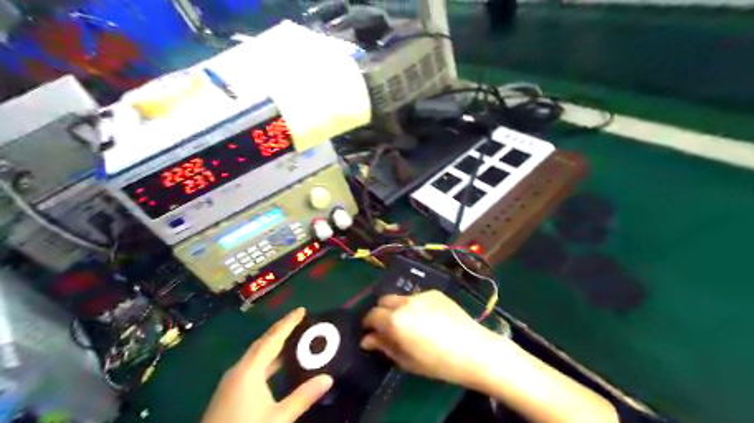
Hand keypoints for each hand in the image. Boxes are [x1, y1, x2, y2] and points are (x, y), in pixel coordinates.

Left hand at [202, 307, 330, 422]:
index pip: (273, 339)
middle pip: (262, 343)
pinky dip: (266, 358)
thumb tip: (328, 378)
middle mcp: (238, 370)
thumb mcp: (278, 418)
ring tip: (291, 338)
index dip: (288, 323)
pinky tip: (275, 365)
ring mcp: (231, 381)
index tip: (302, 310)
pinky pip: (251, 365)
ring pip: (255, 354)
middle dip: (280, 330)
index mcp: (249, 370)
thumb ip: (302, 397)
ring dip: (273, 344)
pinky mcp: (228, 393)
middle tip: (299, 320)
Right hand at [361, 291, 499, 386]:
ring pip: (401, 298)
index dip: (368, 324)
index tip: (371, 333)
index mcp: (395, 319)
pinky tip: (428, 319)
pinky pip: (418, 298)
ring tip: (411, 324)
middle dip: (381, 312)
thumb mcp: (407, 360)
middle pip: (384, 301)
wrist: (474, 350)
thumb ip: (384, 346)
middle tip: (389, 328)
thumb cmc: (438, 362)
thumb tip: (367, 339)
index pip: (372, 315)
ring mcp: (421, 295)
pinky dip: (415, 306)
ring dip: (398, 308)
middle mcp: (405, 302)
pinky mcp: (435, 293)